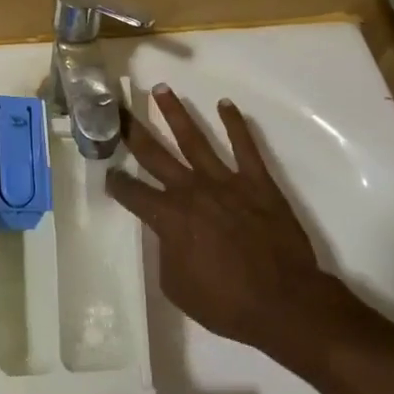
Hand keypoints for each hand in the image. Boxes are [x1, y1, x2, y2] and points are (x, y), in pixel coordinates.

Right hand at [106, 86, 352, 355]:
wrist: (285, 303)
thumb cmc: (226, 303)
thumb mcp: (177, 286)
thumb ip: (167, 252)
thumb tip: (169, 234)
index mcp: (169, 218)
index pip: (132, 192)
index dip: (116, 182)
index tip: (108, 171)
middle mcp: (191, 190)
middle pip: (155, 154)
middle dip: (132, 130)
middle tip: (117, 109)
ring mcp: (226, 182)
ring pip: (194, 139)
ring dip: (175, 113)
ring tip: (161, 90)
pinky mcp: (257, 182)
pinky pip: (245, 146)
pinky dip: (235, 124)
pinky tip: (225, 105)